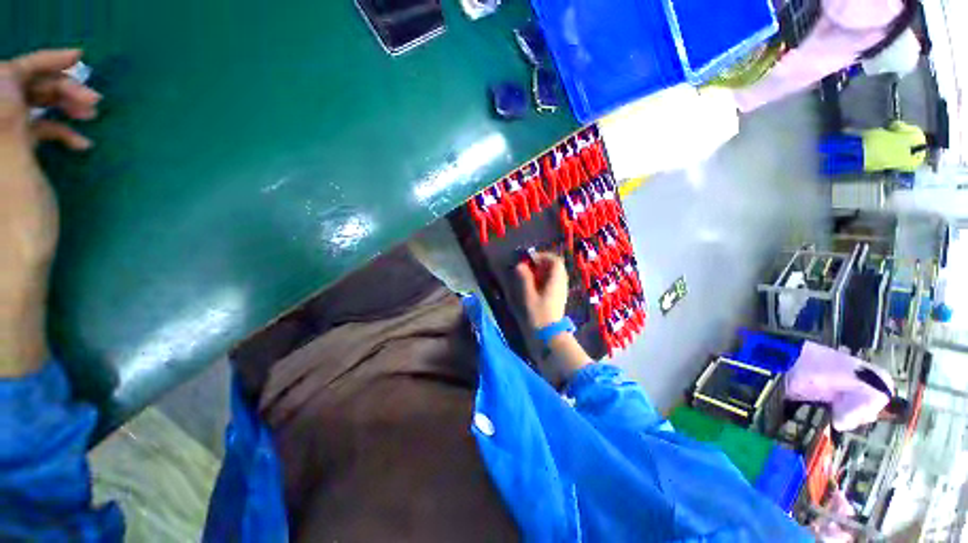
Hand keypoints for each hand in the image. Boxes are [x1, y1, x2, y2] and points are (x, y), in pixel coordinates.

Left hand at [0, 49, 98, 375]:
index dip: (40, 61)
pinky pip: (31, 129)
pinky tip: (79, 141)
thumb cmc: (17, 229)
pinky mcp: (10, 158)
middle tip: (93, 100)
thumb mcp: (15, 174)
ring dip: (59, 106)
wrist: (14, 269)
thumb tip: (6, 71)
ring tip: (91, 117)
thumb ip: (5, 122)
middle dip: (56, 87)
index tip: (78, 58)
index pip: (5, 76)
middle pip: (17, 88)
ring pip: (27, 106)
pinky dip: (55, 129)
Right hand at [516, 252, 568, 328]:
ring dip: (541, 272)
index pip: (554, 260)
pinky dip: (543, 280)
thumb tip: (519, 265)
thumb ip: (524, 278)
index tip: (528, 260)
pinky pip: (552, 282)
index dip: (542, 256)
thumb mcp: (528, 295)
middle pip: (555, 266)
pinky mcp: (558, 297)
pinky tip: (533, 287)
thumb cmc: (538, 314)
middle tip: (527, 267)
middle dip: (541, 263)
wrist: (549, 335)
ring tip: (528, 276)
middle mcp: (561, 283)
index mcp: (556, 280)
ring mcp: (561, 290)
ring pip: (554, 274)